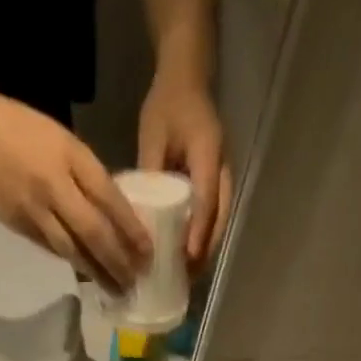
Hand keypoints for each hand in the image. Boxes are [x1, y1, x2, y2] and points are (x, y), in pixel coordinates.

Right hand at [0, 88, 151, 291]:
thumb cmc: (21, 128)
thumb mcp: (63, 140)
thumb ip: (87, 174)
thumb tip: (113, 210)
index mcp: (71, 157)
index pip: (109, 200)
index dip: (131, 229)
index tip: (148, 252)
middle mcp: (54, 186)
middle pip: (93, 232)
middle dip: (117, 261)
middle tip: (135, 281)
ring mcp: (34, 209)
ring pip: (72, 249)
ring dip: (96, 273)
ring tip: (115, 289)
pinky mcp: (17, 224)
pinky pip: (51, 248)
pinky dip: (72, 262)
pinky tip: (87, 274)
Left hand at [138, 68, 230, 269]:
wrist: (186, 80)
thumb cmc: (168, 105)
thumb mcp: (153, 135)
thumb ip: (150, 171)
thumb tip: (140, 213)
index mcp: (208, 154)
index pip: (206, 200)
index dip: (198, 232)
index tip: (187, 258)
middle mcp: (221, 170)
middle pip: (218, 219)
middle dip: (204, 251)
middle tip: (186, 279)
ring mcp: (221, 179)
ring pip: (218, 222)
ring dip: (205, 250)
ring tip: (187, 276)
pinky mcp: (215, 185)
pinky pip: (212, 217)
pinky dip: (202, 239)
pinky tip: (187, 257)